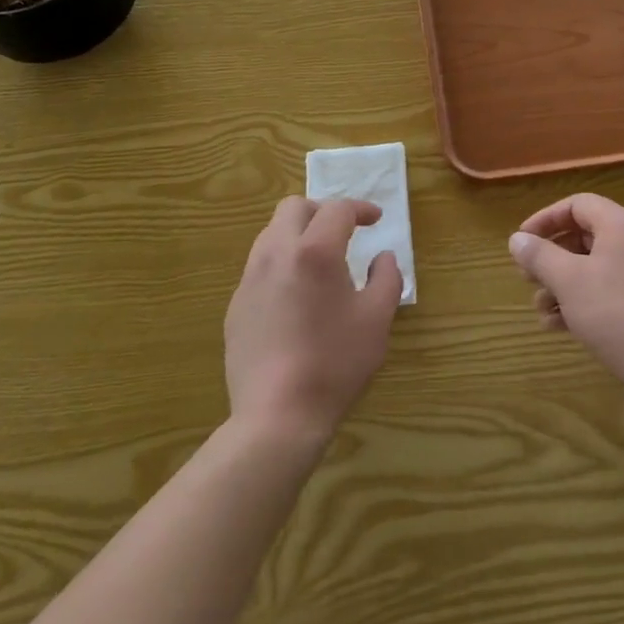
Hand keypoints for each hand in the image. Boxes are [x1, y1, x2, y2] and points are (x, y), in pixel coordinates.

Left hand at [225, 197, 403, 448]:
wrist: (277, 417)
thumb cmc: (335, 363)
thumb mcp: (377, 319)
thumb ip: (386, 278)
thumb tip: (383, 257)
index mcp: (315, 251)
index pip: (337, 209)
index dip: (361, 208)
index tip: (376, 220)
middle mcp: (276, 253)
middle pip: (294, 207)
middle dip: (322, 210)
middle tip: (343, 232)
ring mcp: (250, 279)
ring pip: (270, 234)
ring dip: (298, 234)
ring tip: (319, 262)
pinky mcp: (236, 305)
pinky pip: (259, 267)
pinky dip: (281, 264)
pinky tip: (296, 297)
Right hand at [510, 193, 623, 386]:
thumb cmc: (615, 313)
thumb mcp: (568, 280)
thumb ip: (539, 255)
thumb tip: (516, 239)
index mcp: (621, 225)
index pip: (577, 204)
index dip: (545, 219)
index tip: (522, 241)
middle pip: (584, 236)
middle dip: (551, 257)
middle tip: (527, 277)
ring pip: (593, 266)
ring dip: (561, 283)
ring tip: (540, 308)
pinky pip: (607, 289)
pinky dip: (581, 300)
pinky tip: (557, 325)